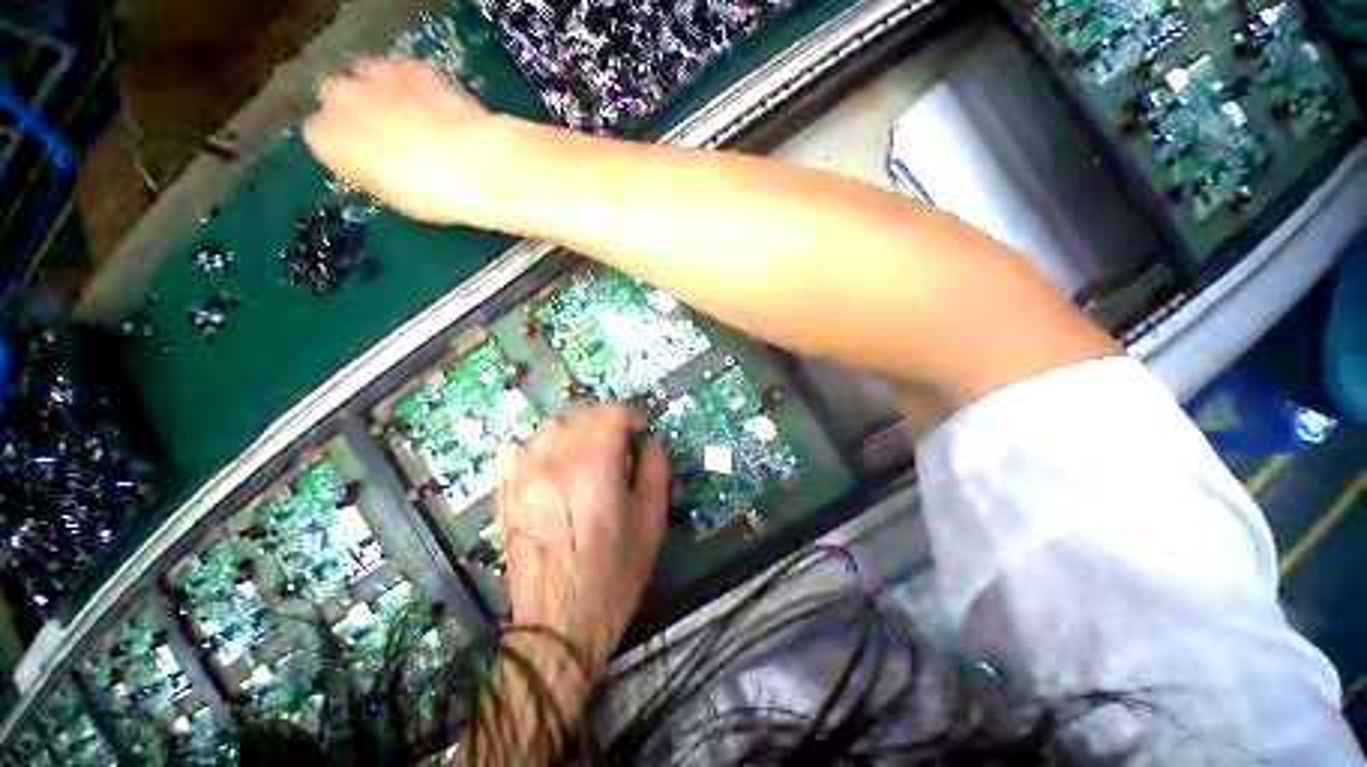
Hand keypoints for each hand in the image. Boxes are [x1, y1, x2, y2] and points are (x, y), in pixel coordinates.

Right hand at [304, 59, 515, 224]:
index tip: (367, 161)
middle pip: (337, 96)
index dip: (345, 148)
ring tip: (415, 117)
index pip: (319, 135)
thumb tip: (373, 166)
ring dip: (383, 91)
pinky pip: (406, 72)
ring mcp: (377, 75)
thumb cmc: (432, 195)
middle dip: (358, 111)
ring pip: (367, 75)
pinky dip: (417, 85)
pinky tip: (438, 104)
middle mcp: (340, 98)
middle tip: (391, 137)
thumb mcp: (392, 197)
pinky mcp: (415, 66)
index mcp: (326, 139)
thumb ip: (370, 173)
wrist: (477, 166)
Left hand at [494, 405, 669, 671]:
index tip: (643, 428)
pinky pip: (516, 447)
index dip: (632, 414)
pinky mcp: (505, 492)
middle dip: (608, 423)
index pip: (610, 413)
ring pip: (549, 425)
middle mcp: (553, 462)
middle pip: (581, 415)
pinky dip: (537, 445)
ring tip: (589, 454)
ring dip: (575, 431)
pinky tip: (550, 463)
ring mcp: (523, 475)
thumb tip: (654, 441)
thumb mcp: (651, 522)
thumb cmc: (614, 574)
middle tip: (622, 446)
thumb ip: (656, 471)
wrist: (558, 625)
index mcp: (593, 467)